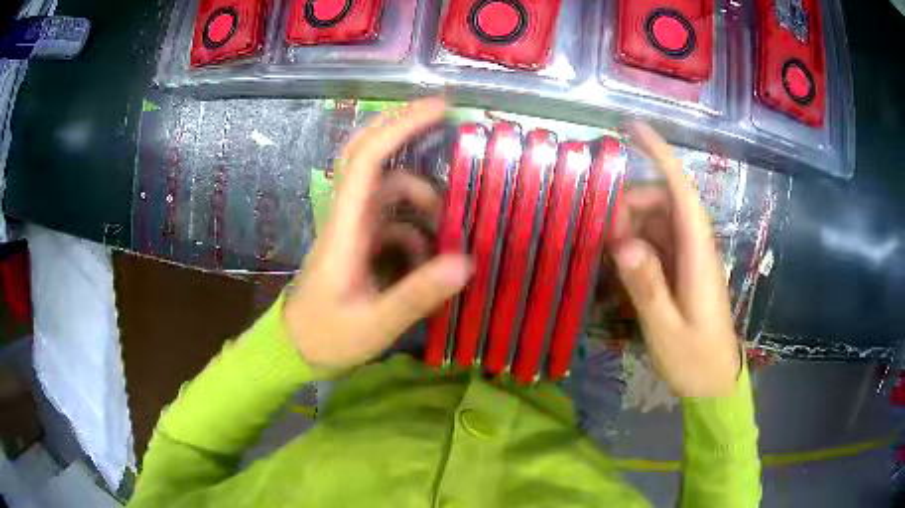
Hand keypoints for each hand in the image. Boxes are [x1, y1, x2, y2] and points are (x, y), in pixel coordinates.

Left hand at [283, 98, 471, 370]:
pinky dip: (417, 229)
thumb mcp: (376, 322)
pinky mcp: (360, 244)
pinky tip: (430, 258)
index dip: (400, 127)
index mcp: (345, 228)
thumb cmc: (327, 335)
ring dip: (422, 199)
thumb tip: (466, 262)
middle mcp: (349, 217)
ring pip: (389, 191)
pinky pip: (394, 221)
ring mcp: (354, 229)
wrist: (295, 348)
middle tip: (447, 121)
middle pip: (369, 155)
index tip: (439, 107)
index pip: (367, 160)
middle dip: (405, 131)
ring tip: (450, 228)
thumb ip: (418, 294)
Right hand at [611, 123, 740, 397]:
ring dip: (630, 225)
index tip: (631, 128)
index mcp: (698, 254)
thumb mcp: (667, 330)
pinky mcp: (682, 271)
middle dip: (629, 204)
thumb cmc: (696, 360)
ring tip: (607, 254)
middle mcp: (695, 246)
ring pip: (657, 220)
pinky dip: (636, 243)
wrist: (714, 384)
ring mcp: (689, 258)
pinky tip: (620, 264)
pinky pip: (657, 242)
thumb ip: (648, 287)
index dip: (659, 154)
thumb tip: (624, 245)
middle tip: (603, 237)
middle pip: (663, 200)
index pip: (681, 189)